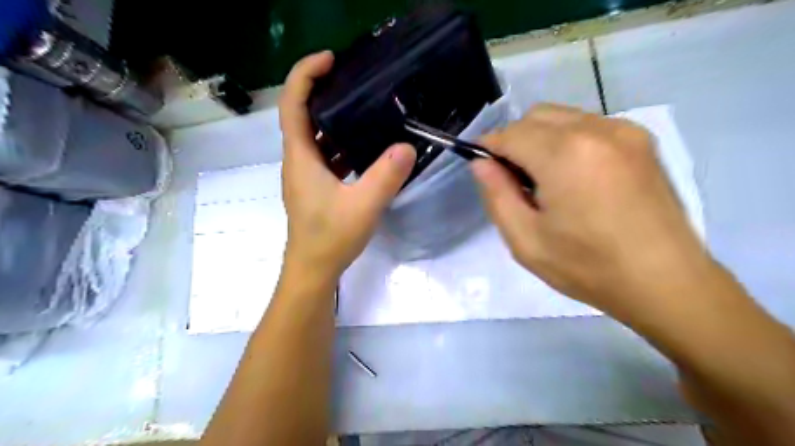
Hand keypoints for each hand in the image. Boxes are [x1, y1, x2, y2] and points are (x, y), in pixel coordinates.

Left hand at [277, 51, 416, 282]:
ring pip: (316, 137)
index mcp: (301, 157)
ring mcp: (306, 175)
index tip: (330, 59)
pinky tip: (365, 147)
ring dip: (334, 120)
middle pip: (303, 115)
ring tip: (363, 107)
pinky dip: (341, 144)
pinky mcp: (316, 187)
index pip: (292, 105)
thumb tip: (408, 145)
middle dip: (323, 92)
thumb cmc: (330, 238)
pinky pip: (326, 155)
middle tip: (353, 79)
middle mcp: (298, 161)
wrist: (314, 270)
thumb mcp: (363, 206)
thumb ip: (386, 175)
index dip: (305, 75)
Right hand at [471, 103, 714, 313]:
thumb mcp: (526, 240)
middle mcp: (596, 129)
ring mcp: (624, 130)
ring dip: (541, 139)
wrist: (665, 281)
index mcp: (565, 155)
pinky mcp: (641, 140)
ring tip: (547, 180)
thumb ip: (496, 195)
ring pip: (562, 117)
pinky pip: (588, 125)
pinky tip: (575, 176)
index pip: (511, 133)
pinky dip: (568, 140)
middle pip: (536, 116)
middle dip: (515, 140)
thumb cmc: (587, 267)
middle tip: (515, 180)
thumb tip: (481, 163)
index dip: (489, 147)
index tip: (482, 166)